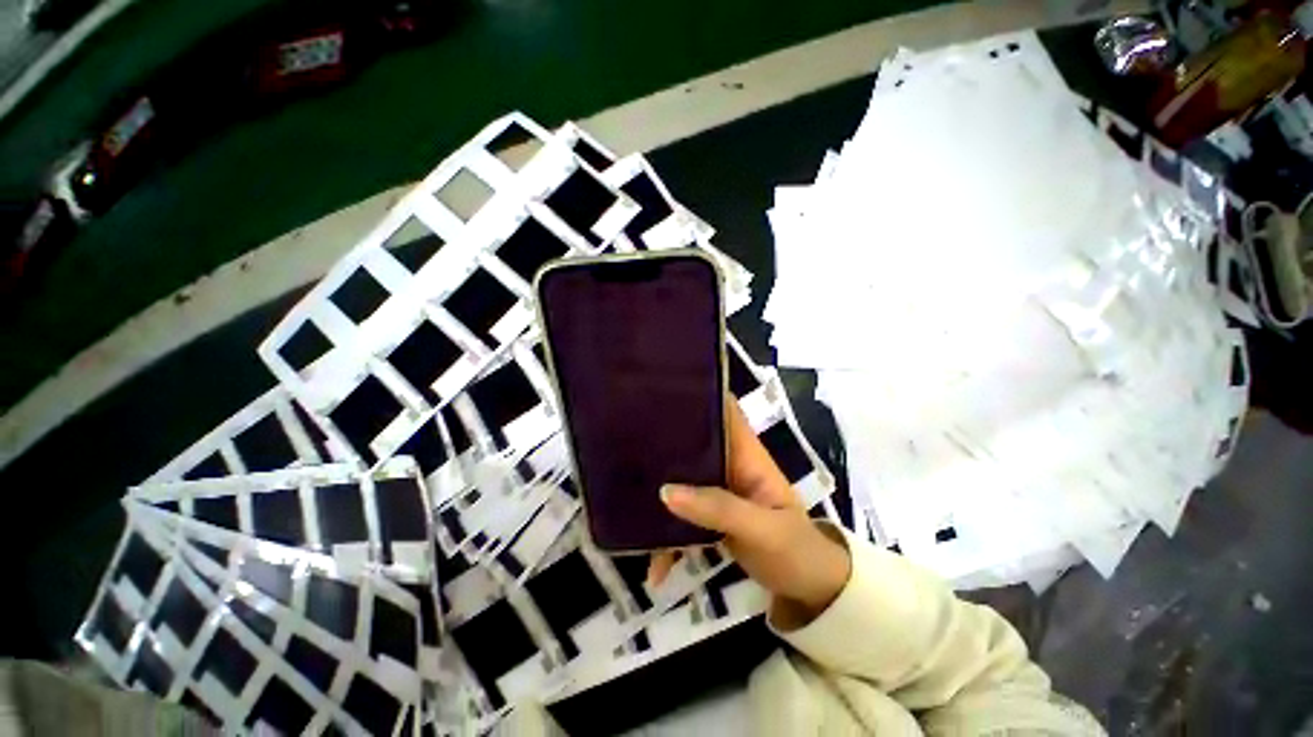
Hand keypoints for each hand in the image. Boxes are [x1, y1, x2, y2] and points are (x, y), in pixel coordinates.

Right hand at [647, 401, 850, 622]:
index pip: (725, 411)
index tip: (662, 391)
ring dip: (658, 490)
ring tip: (625, 500)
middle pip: (694, 443)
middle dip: (665, 441)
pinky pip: (683, 519)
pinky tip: (654, 569)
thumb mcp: (763, 530)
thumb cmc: (796, 551)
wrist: (809, 592)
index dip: (699, 395)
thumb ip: (719, 509)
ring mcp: (718, 492)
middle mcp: (729, 466)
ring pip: (683, 480)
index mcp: (747, 455)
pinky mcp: (710, 518)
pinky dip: (668, 540)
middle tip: (625, 440)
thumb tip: (666, 491)